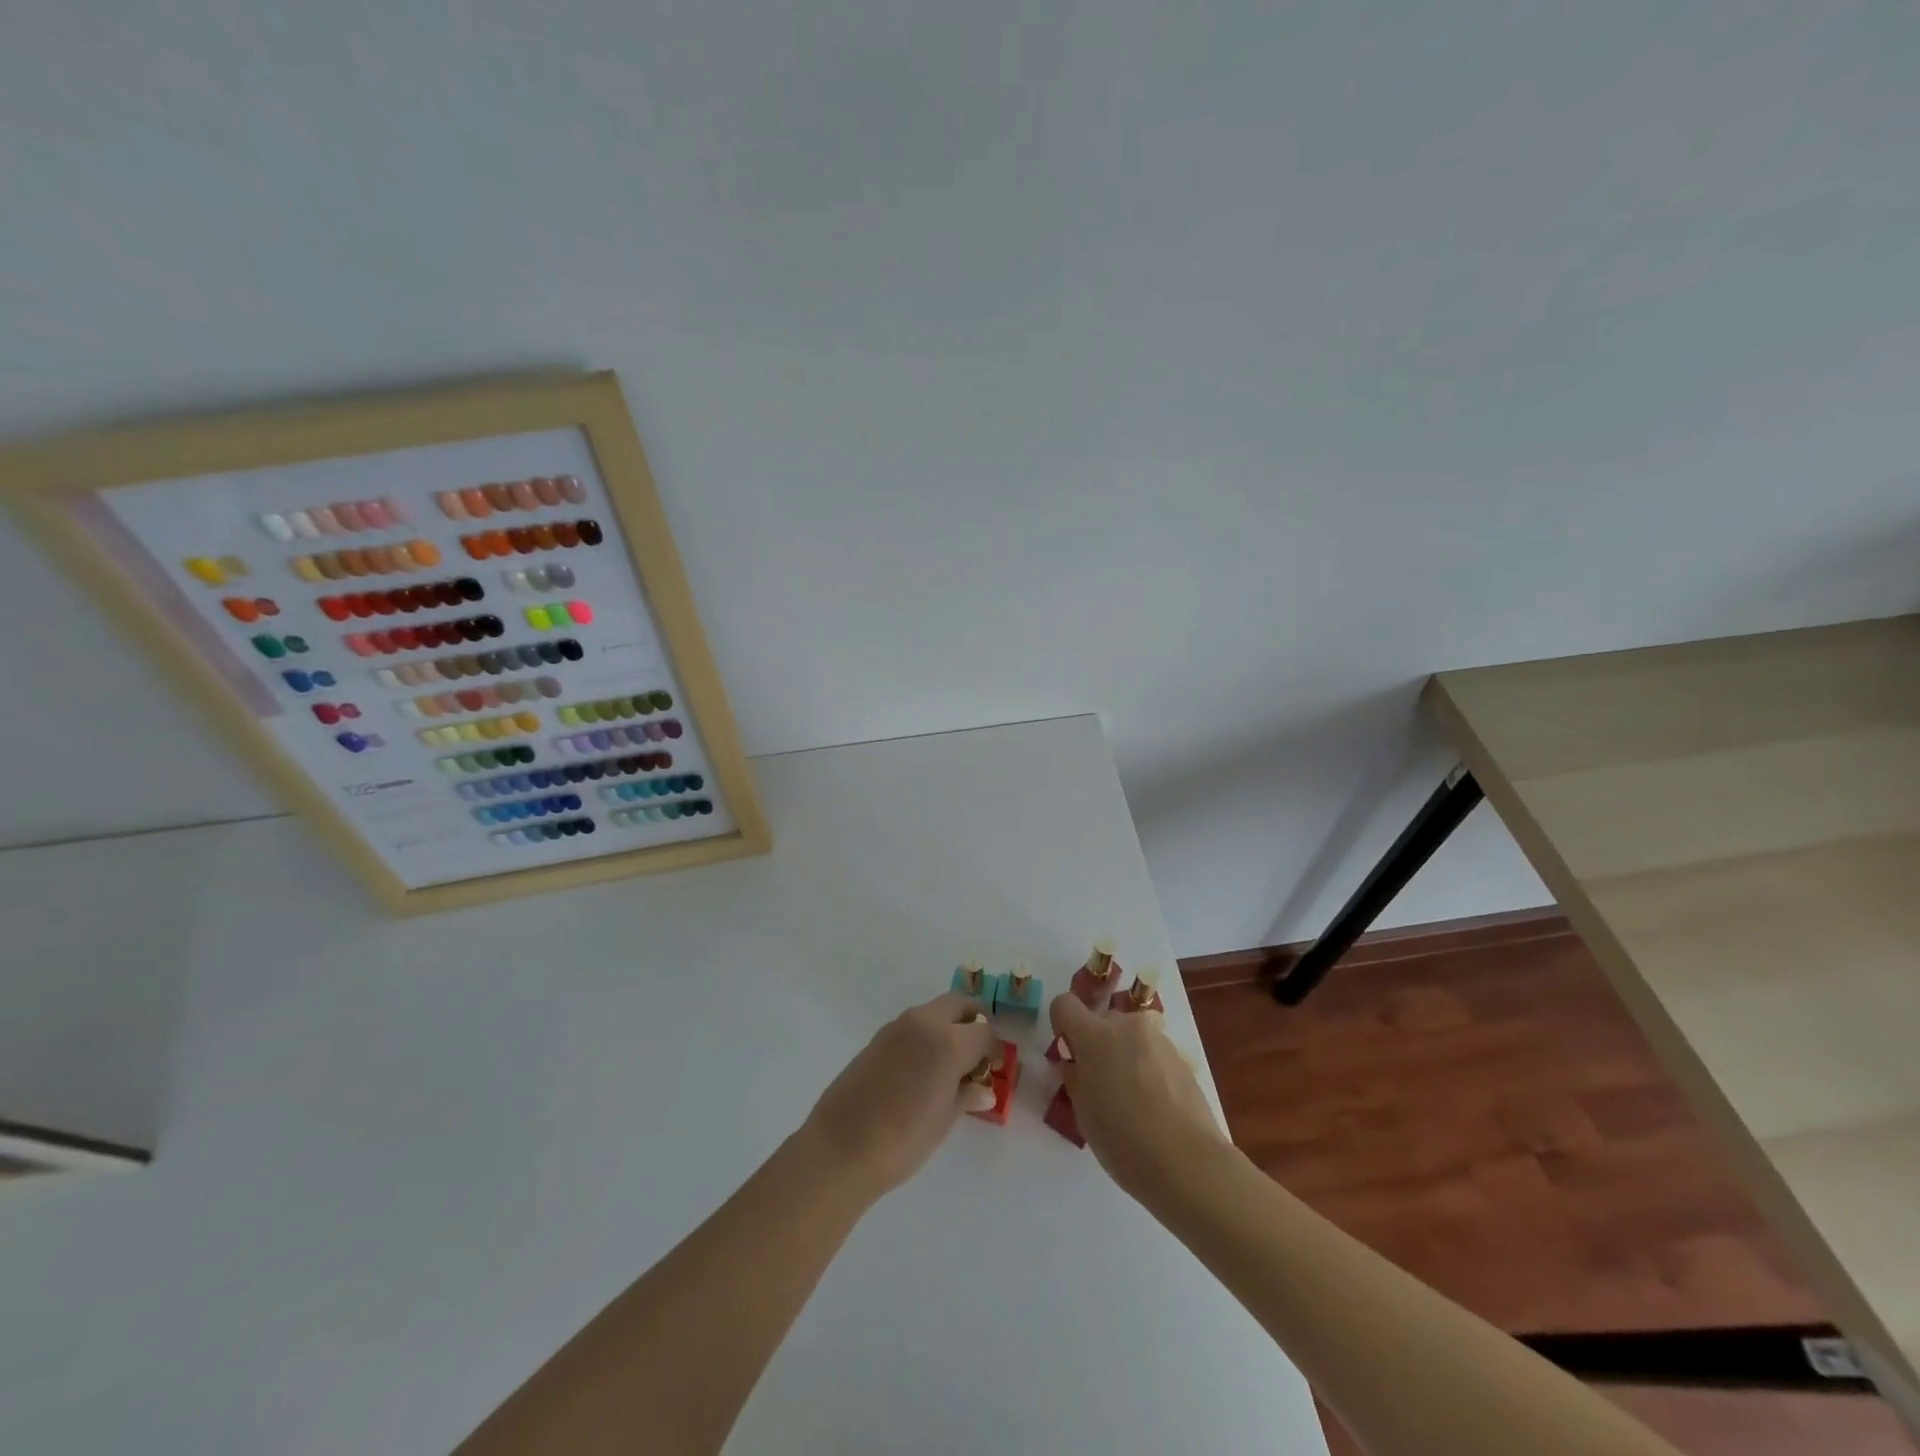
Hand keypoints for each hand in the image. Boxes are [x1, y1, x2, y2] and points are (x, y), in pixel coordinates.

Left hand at [800, 993, 1000, 1200]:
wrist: (841, 1147)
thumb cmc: (903, 1139)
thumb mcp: (944, 1120)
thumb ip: (966, 1095)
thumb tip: (983, 1090)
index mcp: (948, 1041)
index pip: (984, 1030)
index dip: (994, 1049)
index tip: (995, 1068)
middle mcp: (924, 1022)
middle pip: (959, 1004)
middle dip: (973, 1021)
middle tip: (978, 1052)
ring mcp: (897, 1026)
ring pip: (934, 1011)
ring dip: (948, 1026)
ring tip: (950, 1063)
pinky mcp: (877, 1037)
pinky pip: (913, 1025)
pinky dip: (926, 1035)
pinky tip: (922, 1069)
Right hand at [1050, 993, 1230, 1197]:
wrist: (1188, 1162)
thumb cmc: (1123, 1139)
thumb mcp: (1083, 1111)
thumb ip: (1076, 1077)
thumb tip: (1078, 1064)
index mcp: (1095, 1035)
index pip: (1064, 1004)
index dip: (1062, 1025)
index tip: (1069, 1054)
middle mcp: (1127, 1025)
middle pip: (1102, 1020)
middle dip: (1097, 1043)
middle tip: (1100, 1083)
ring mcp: (1158, 1039)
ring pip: (1130, 1037)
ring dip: (1124, 1055)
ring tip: (1132, 1100)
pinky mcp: (1181, 1057)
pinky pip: (1152, 1053)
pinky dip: (1147, 1069)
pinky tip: (1155, 1106)